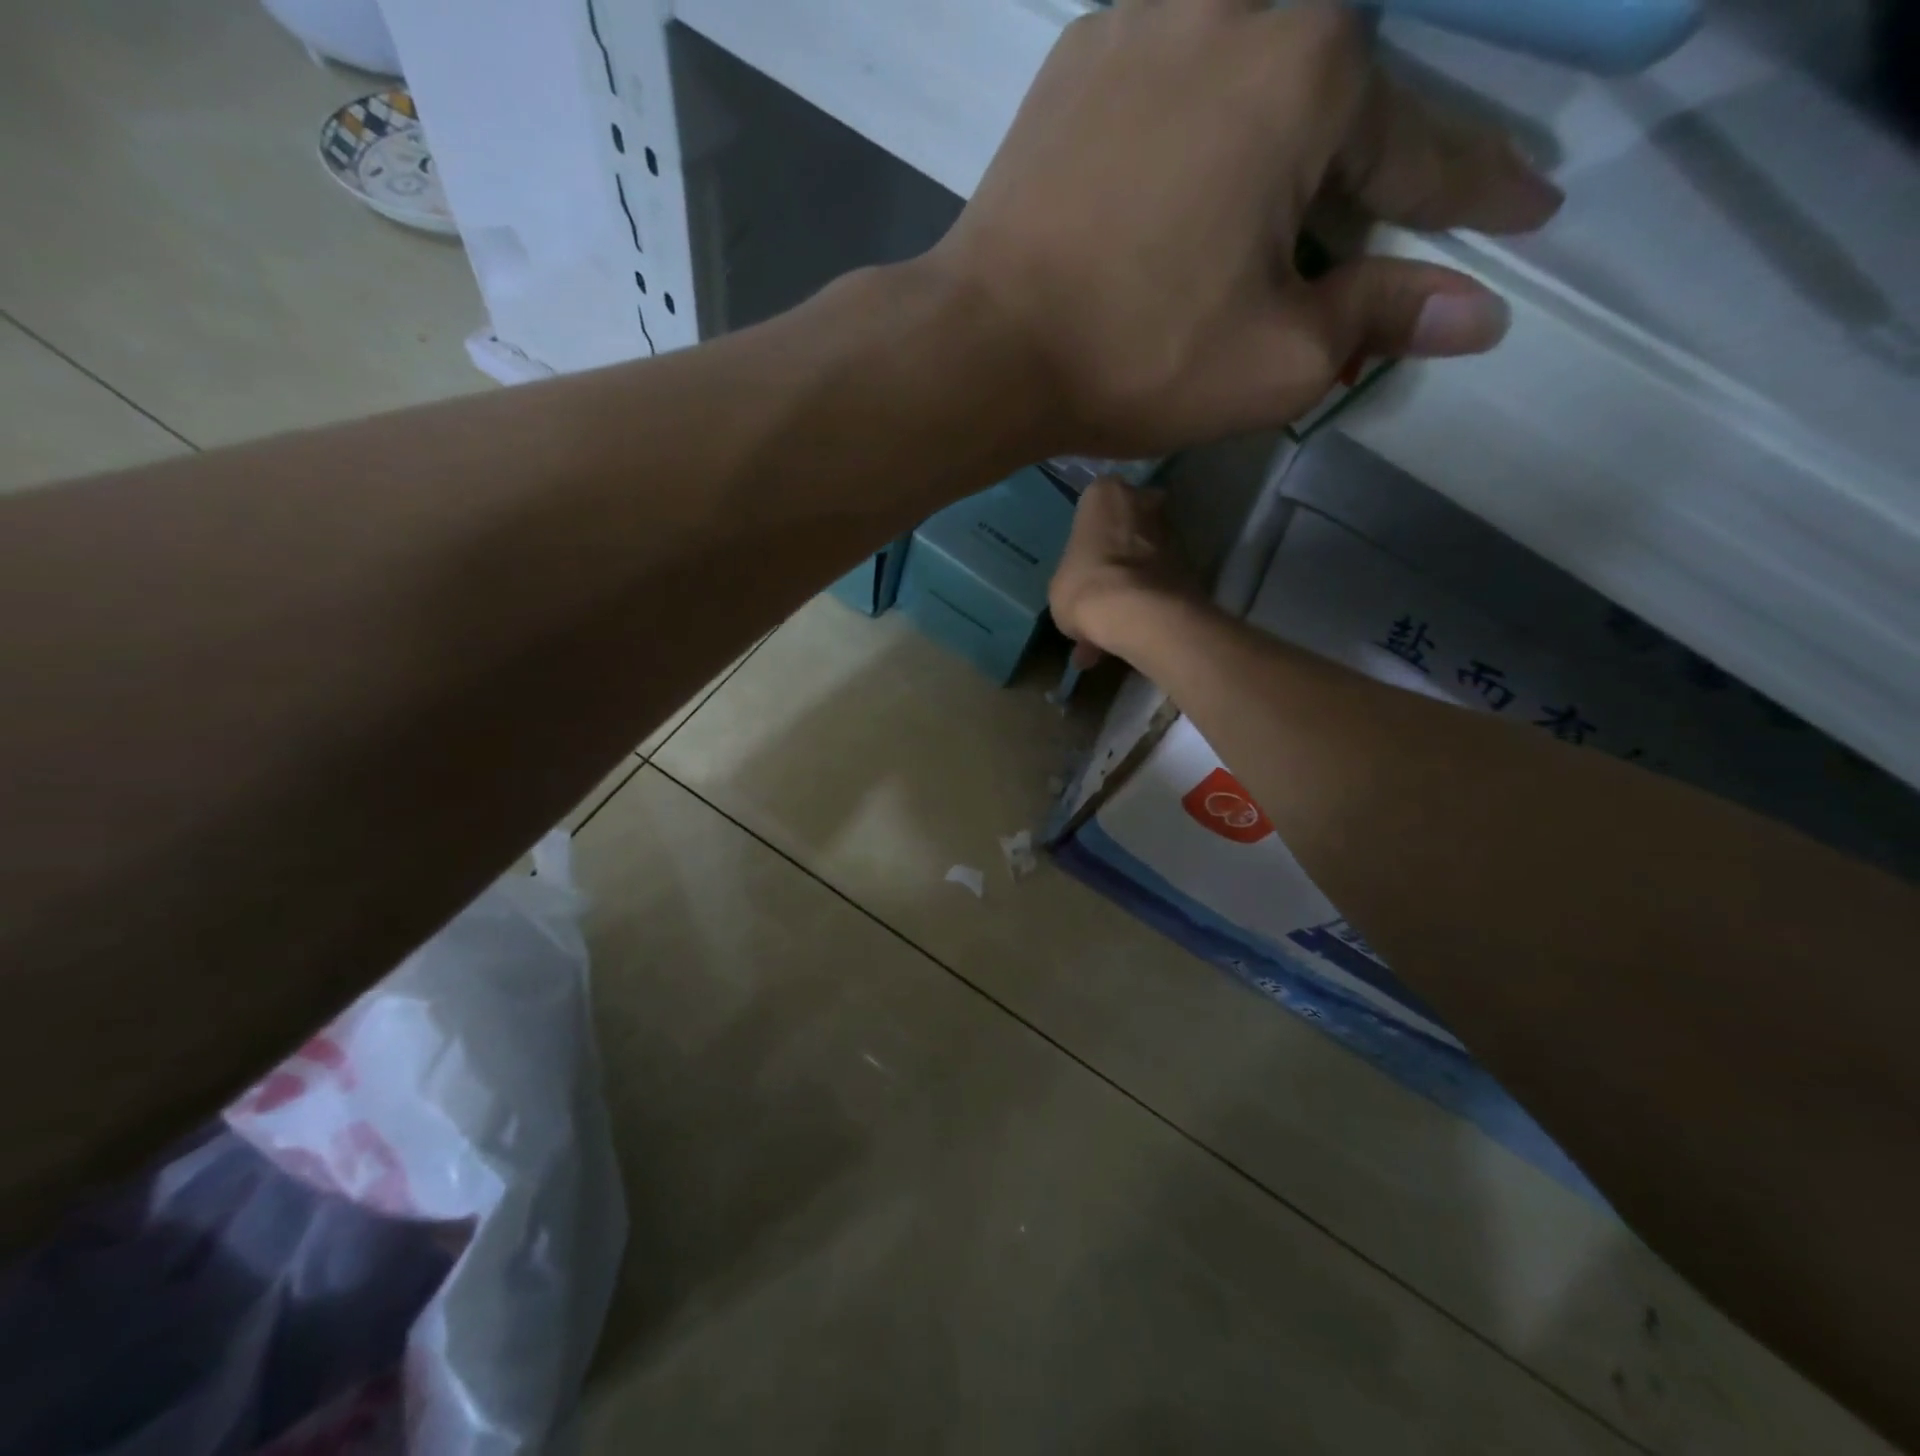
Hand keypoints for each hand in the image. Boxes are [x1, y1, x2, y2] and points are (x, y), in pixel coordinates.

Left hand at [930, 0, 1562, 457]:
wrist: (985, 345)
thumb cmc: (1138, 358)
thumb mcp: (1279, 361)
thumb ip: (1381, 318)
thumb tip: (1481, 310)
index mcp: (1311, 68)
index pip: (1422, 147)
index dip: (1478, 193)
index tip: (1527, 212)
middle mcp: (1238, 2)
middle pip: (1337, 84)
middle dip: (1368, 156)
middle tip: (1374, 217)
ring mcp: (1145, 11)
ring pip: (1254, 50)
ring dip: (1284, 116)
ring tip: (1276, 194)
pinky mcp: (1079, 52)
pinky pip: (1174, 57)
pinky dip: (1204, 99)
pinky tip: (1194, 149)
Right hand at [1049, 477, 1209, 668]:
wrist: (1140, 614)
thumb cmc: (1085, 586)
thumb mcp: (1060, 582)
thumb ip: (1075, 572)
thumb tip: (1084, 588)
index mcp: (1104, 493)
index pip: (1095, 501)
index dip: (1091, 530)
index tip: (1085, 555)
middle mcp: (1144, 500)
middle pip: (1131, 519)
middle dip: (1121, 545)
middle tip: (1105, 579)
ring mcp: (1173, 530)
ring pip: (1150, 549)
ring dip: (1138, 572)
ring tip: (1119, 611)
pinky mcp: (1193, 564)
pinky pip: (1162, 576)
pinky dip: (1151, 595)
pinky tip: (1135, 623)